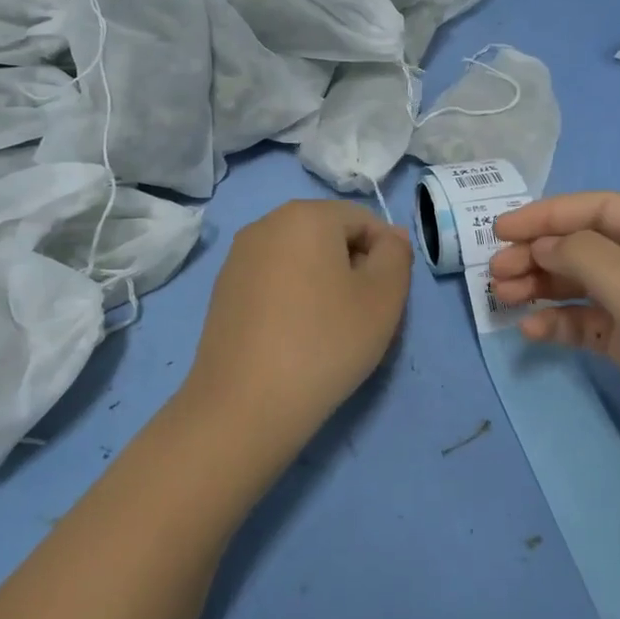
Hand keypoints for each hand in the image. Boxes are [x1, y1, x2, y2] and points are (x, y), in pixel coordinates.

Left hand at [184, 200, 412, 453]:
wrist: (246, 404)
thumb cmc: (325, 342)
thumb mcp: (383, 298)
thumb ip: (397, 255)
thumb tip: (389, 237)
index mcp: (306, 214)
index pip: (364, 220)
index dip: (386, 256)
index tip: (385, 299)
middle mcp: (266, 224)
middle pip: (329, 235)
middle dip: (353, 267)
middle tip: (361, 316)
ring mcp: (238, 257)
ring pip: (300, 259)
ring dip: (323, 284)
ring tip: (328, 330)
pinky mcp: (222, 290)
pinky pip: (273, 281)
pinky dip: (292, 299)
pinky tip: (295, 338)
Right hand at [490, 192, 619, 491]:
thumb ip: (588, 258)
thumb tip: (544, 242)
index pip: (601, 210)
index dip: (547, 216)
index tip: (498, 230)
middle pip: (590, 246)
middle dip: (541, 255)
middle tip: (495, 275)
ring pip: (587, 285)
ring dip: (545, 288)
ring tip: (504, 300)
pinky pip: (595, 324)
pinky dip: (564, 324)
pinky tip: (534, 333)